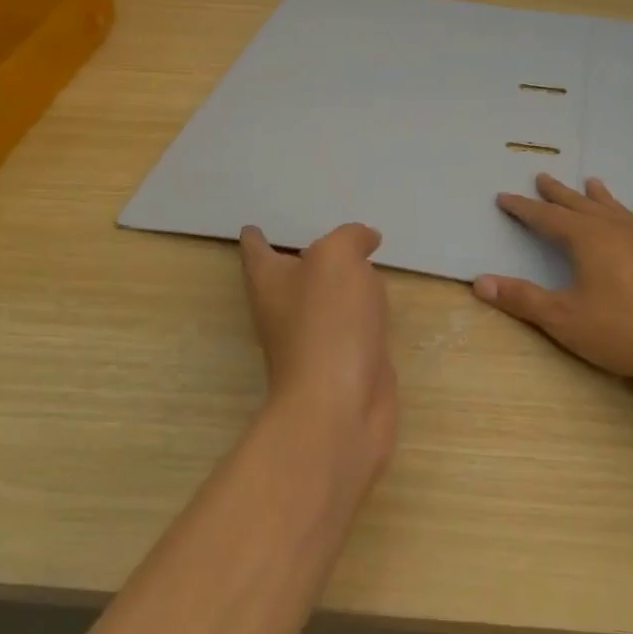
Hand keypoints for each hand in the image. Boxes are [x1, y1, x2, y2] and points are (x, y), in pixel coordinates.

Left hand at [239, 223, 397, 484]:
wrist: (340, 406)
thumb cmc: (327, 323)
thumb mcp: (337, 259)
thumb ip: (350, 238)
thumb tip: (366, 239)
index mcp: (270, 281)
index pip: (256, 251)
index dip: (255, 237)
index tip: (252, 227)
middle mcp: (285, 310)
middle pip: (289, 277)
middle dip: (303, 258)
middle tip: (324, 234)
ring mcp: (315, 341)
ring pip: (325, 303)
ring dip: (339, 286)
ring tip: (360, 263)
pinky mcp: (345, 363)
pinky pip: (353, 328)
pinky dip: (363, 314)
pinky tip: (380, 304)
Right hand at [473, 174, 632, 383]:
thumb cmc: (624, 329)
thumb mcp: (564, 319)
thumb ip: (523, 299)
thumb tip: (480, 282)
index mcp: (586, 239)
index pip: (546, 218)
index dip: (523, 209)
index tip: (504, 197)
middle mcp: (615, 229)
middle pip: (580, 205)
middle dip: (558, 194)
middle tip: (543, 176)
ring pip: (615, 209)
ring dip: (599, 197)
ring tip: (591, 181)